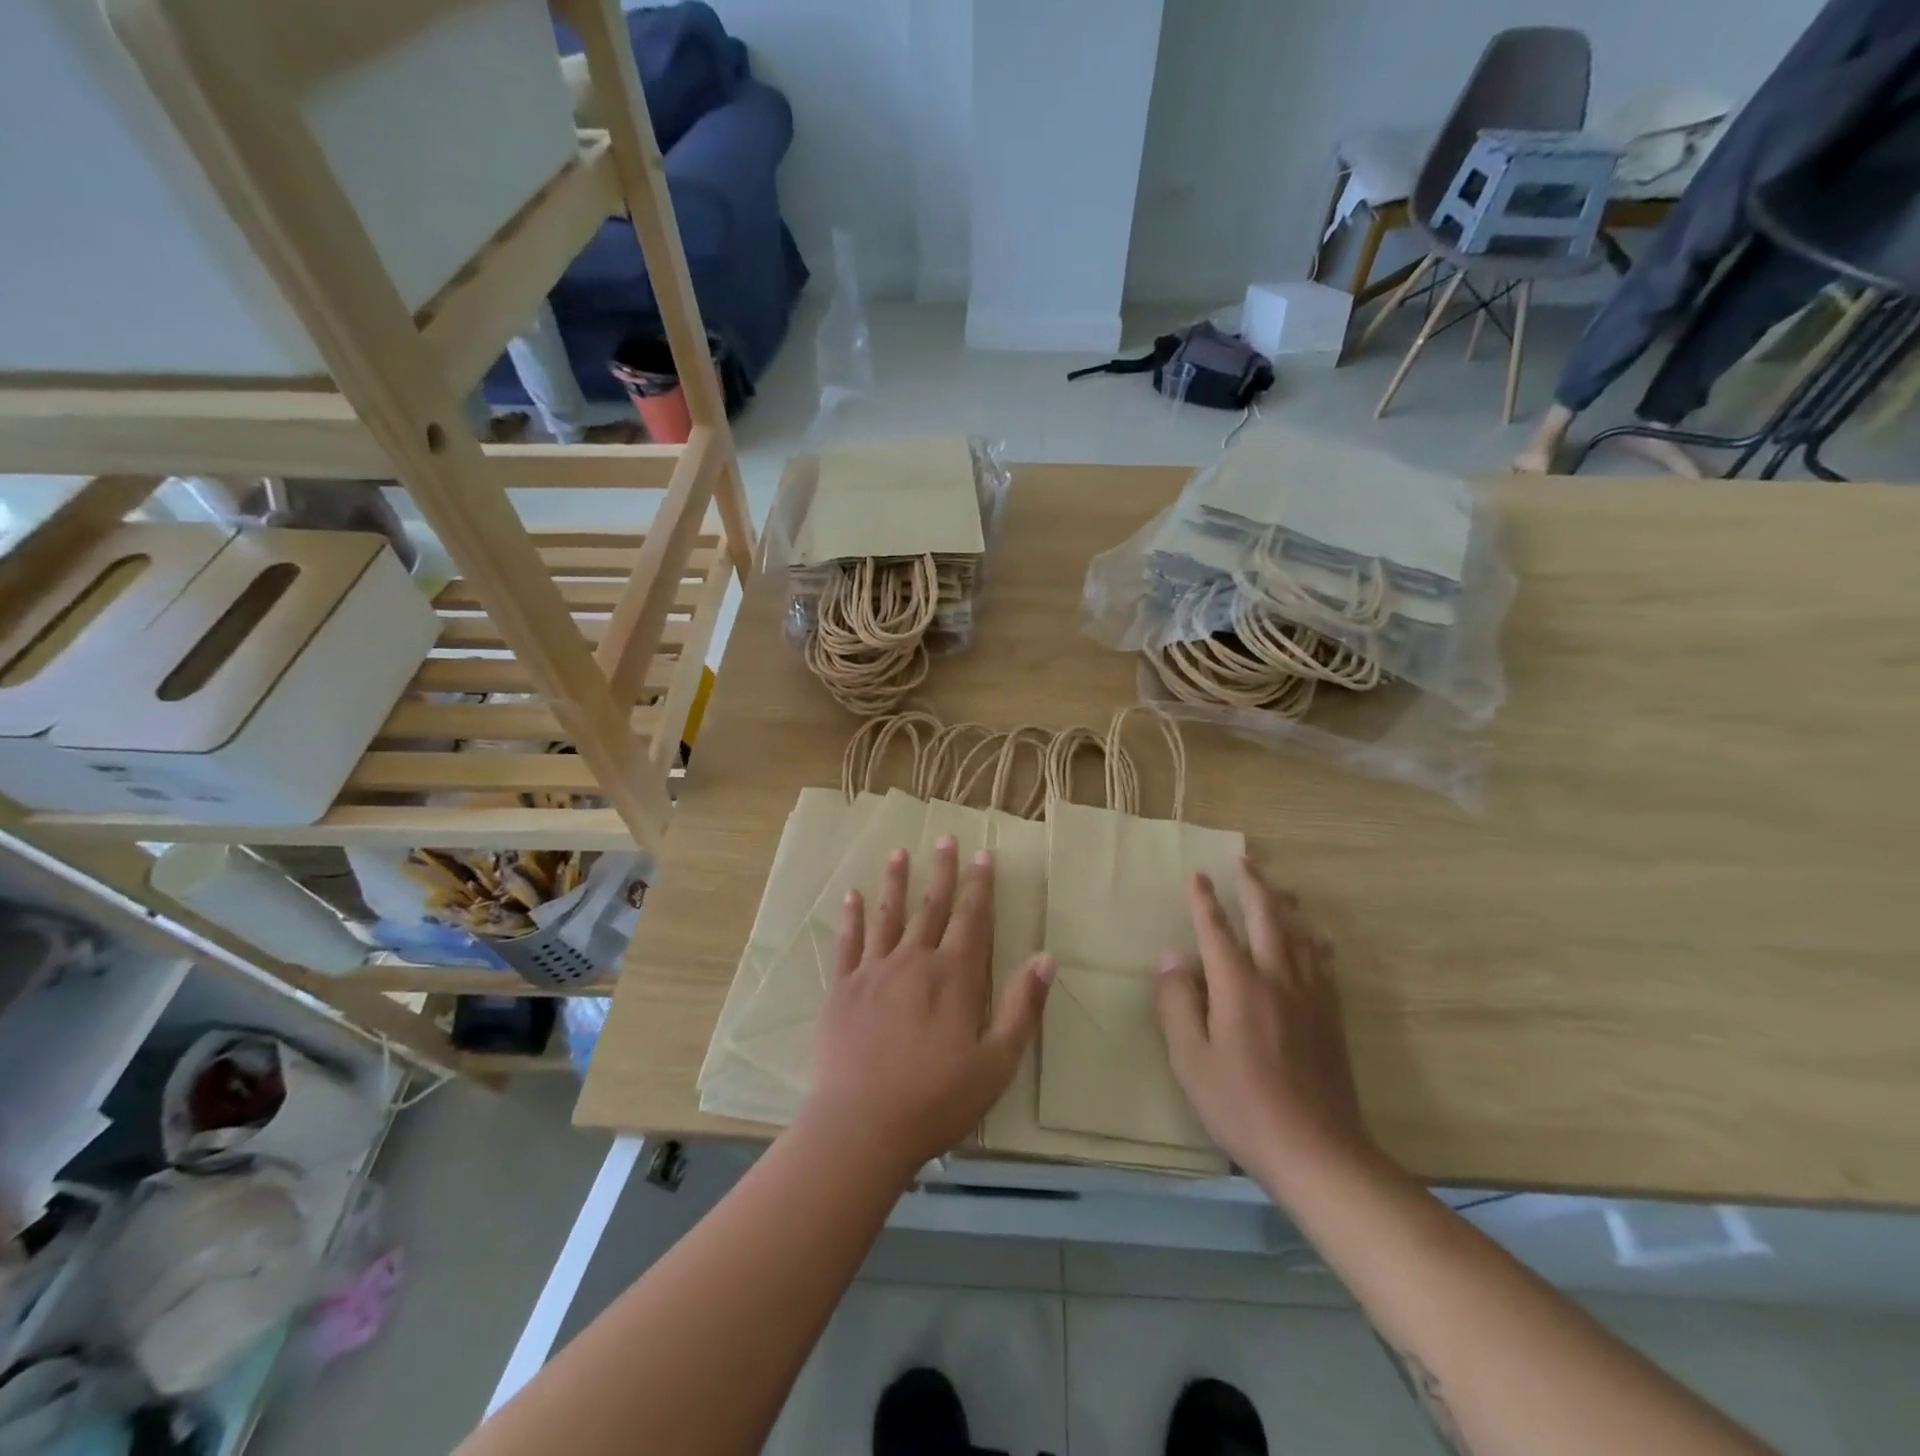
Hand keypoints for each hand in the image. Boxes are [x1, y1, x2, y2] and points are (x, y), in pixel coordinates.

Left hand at [802, 837, 1054, 1177]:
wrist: (862, 1126)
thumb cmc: (937, 1100)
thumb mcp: (996, 1063)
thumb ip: (1021, 1007)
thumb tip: (1046, 958)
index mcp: (954, 977)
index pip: (972, 918)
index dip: (980, 885)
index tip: (983, 854)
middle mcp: (914, 961)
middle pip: (931, 907)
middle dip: (942, 871)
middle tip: (945, 838)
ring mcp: (874, 972)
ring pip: (888, 915)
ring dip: (895, 882)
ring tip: (899, 852)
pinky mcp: (843, 989)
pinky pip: (848, 943)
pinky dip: (851, 917)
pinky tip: (851, 895)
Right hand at [1156, 859, 1373, 1188]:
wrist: (1316, 1151)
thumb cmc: (1241, 1105)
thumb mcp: (1189, 1059)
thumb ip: (1177, 1003)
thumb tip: (1172, 957)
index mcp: (1238, 986)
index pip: (1217, 930)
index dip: (1204, 901)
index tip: (1198, 876)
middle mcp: (1277, 978)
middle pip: (1267, 918)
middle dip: (1253, 885)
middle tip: (1244, 860)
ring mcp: (1311, 996)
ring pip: (1300, 934)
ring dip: (1285, 904)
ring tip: (1278, 886)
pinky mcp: (1331, 1017)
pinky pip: (1323, 961)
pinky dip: (1314, 939)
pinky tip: (1316, 937)